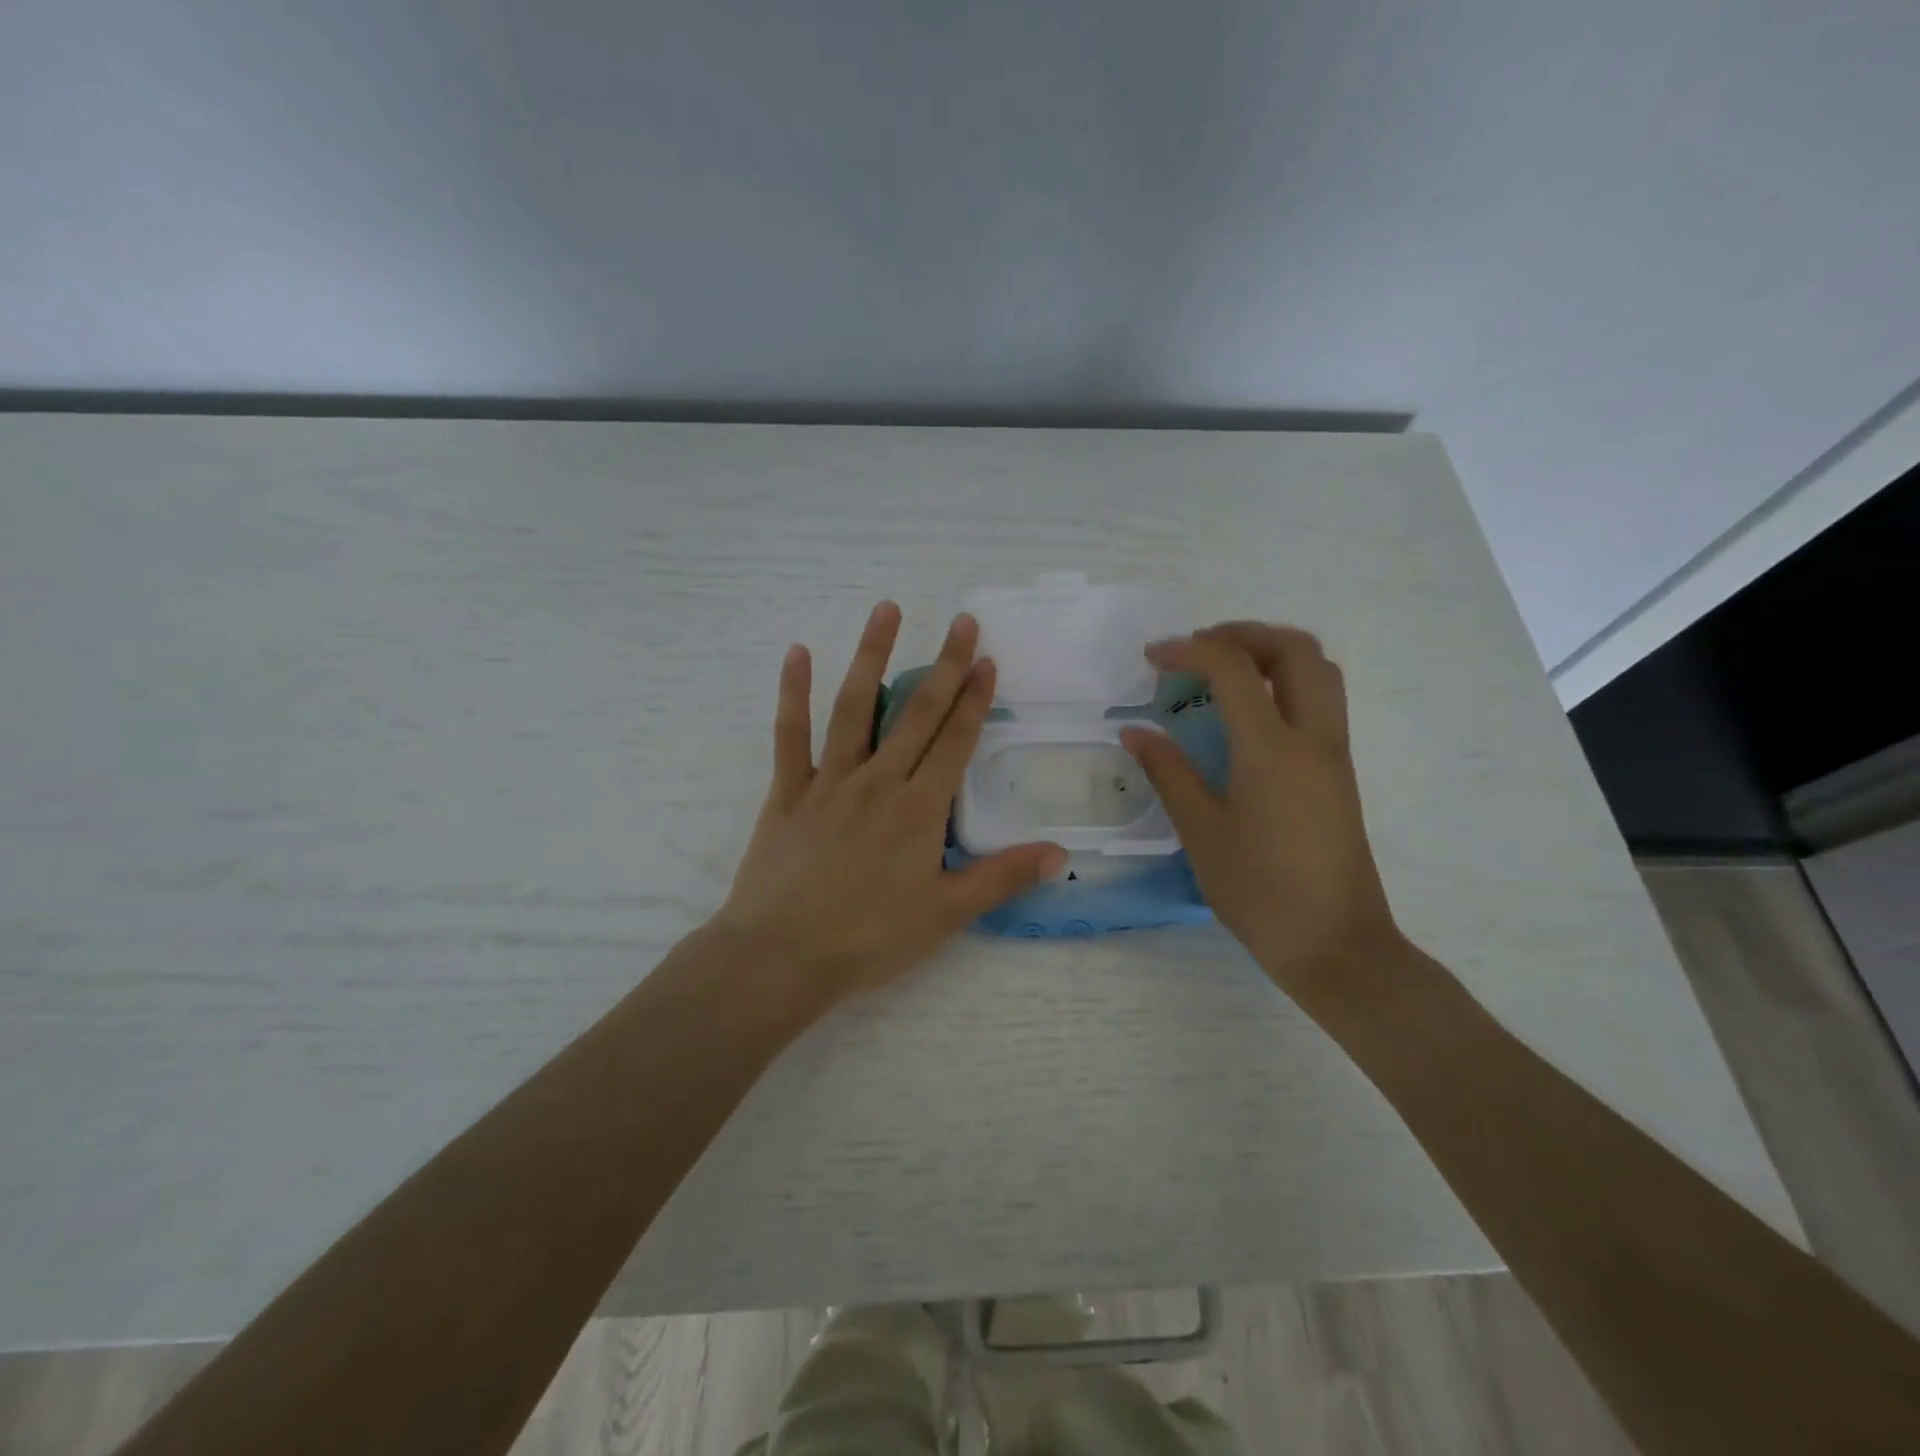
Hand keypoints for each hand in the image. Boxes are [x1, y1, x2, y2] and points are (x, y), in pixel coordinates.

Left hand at [711, 601, 1066, 1016]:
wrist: (781, 957)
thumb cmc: (869, 939)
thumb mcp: (946, 914)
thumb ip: (1002, 878)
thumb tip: (1060, 853)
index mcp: (919, 809)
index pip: (955, 741)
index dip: (974, 699)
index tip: (987, 659)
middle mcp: (878, 781)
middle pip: (917, 713)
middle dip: (944, 665)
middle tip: (961, 620)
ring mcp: (829, 781)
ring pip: (855, 707)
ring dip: (873, 655)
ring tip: (886, 610)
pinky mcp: (788, 791)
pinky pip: (790, 734)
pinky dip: (792, 692)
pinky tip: (797, 652)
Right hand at [1119, 623, 1404, 1006]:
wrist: (1335, 945)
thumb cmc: (1259, 892)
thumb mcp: (1201, 832)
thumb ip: (1168, 773)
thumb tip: (1135, 731)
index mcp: (1272, 751)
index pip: (1234, 669)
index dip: (1190, 650)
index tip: (1152, 658)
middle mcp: (1313, 738)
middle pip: (1295, 649)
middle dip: (1243, 634)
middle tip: (1197, 650)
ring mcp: (1334, 754)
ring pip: (1318, 670)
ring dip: (1271, 653)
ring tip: (1223, 672)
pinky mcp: (1340, 772)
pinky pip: (1321, 701)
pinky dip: (1285, 682)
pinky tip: (1248, 712)